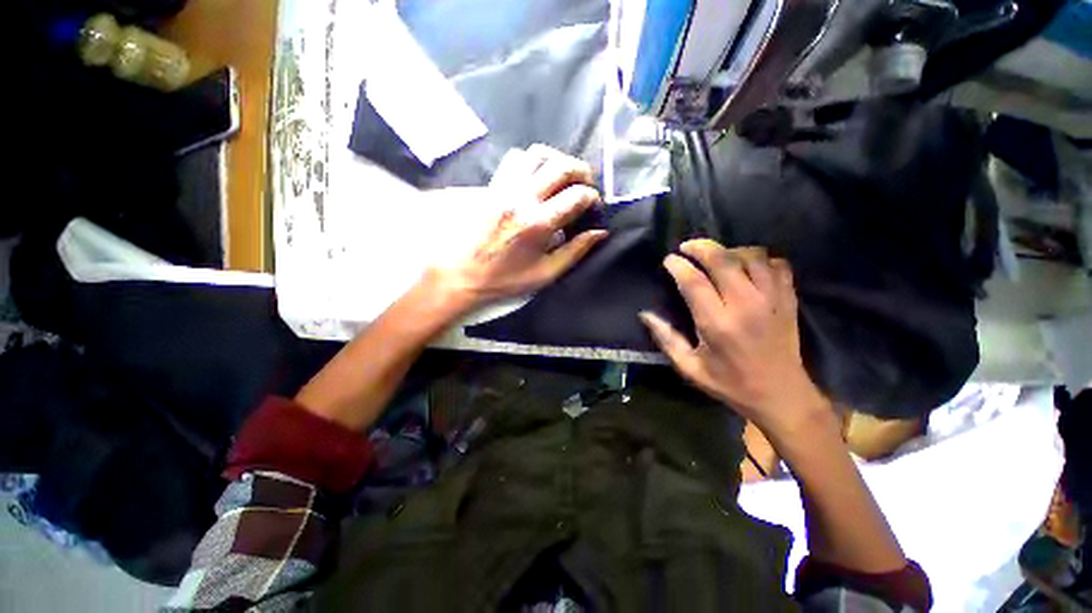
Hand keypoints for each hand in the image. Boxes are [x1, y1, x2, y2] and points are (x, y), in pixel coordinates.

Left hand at [431, 145, 607, 309]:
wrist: (461, 275)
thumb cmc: (505, 280)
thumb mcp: (545, 274)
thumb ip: (575, 251)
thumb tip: (599, 232)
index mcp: (538, 223)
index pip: (576, 196)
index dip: (592, 197)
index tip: (593, 206)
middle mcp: (522, 198)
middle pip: (560, 166)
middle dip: (582, 171)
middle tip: (587, 184)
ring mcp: (504, 188)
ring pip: (536, 154)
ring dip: (557, 160)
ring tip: (564, 176)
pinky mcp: (491, 187)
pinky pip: (515, 160)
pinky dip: (532, 161)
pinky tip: (537, 178)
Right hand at [639, 239, 830, 436]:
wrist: (781, 395)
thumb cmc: (729, 383)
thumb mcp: (689, 367)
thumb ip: (665, 338)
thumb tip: (645, 314)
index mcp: (717, 324)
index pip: (694, 281)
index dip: (678, 266)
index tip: (668, 260)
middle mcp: (745, 305)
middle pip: (723, 260)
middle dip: (701, 247)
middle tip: (687, 247)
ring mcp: (771, 300)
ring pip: (752, 256)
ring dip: (730, 250)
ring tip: (716, 256)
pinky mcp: (788, 300)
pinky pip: (778, 265)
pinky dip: (762, 259)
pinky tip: (749, 267)